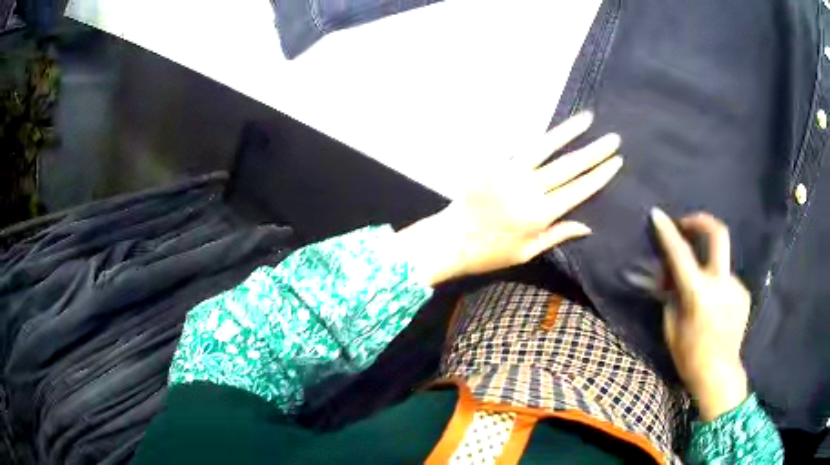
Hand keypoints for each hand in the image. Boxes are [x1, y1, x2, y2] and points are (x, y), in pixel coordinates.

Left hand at [396, 112, 622, 284]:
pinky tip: (548, 123)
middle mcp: (529, 190)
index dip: (599, 175)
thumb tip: (588, 226)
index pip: (578, 190)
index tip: (616, 161)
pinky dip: (535, 132)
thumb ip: (557, 235)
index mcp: (539, 215)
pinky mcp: (494, 164)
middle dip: (594, 151)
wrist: (449, 239)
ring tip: (587, 118)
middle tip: (614, 138)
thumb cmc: (489, 252)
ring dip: (568, 132)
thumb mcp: (526, 253)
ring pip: (545, 147)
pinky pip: (518, 145)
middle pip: (568, 166)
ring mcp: (510, 173)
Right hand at [651, 209, 749, 420]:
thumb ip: (671, 295)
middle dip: (701, 222)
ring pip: (720, 263)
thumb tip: (667, 274)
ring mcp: (736, 286)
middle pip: (718, 234)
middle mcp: (722, 282)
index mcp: (699, 293)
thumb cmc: (689, 356)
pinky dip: (717, 285)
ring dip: (708, 267)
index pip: (680, 253)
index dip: (667, 231)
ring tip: (700, 291)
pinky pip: (727, 281)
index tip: (657, 214)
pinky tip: (713, 307)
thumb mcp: (671, 326)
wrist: (719, 374)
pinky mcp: (744, 293)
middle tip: (688, 224)